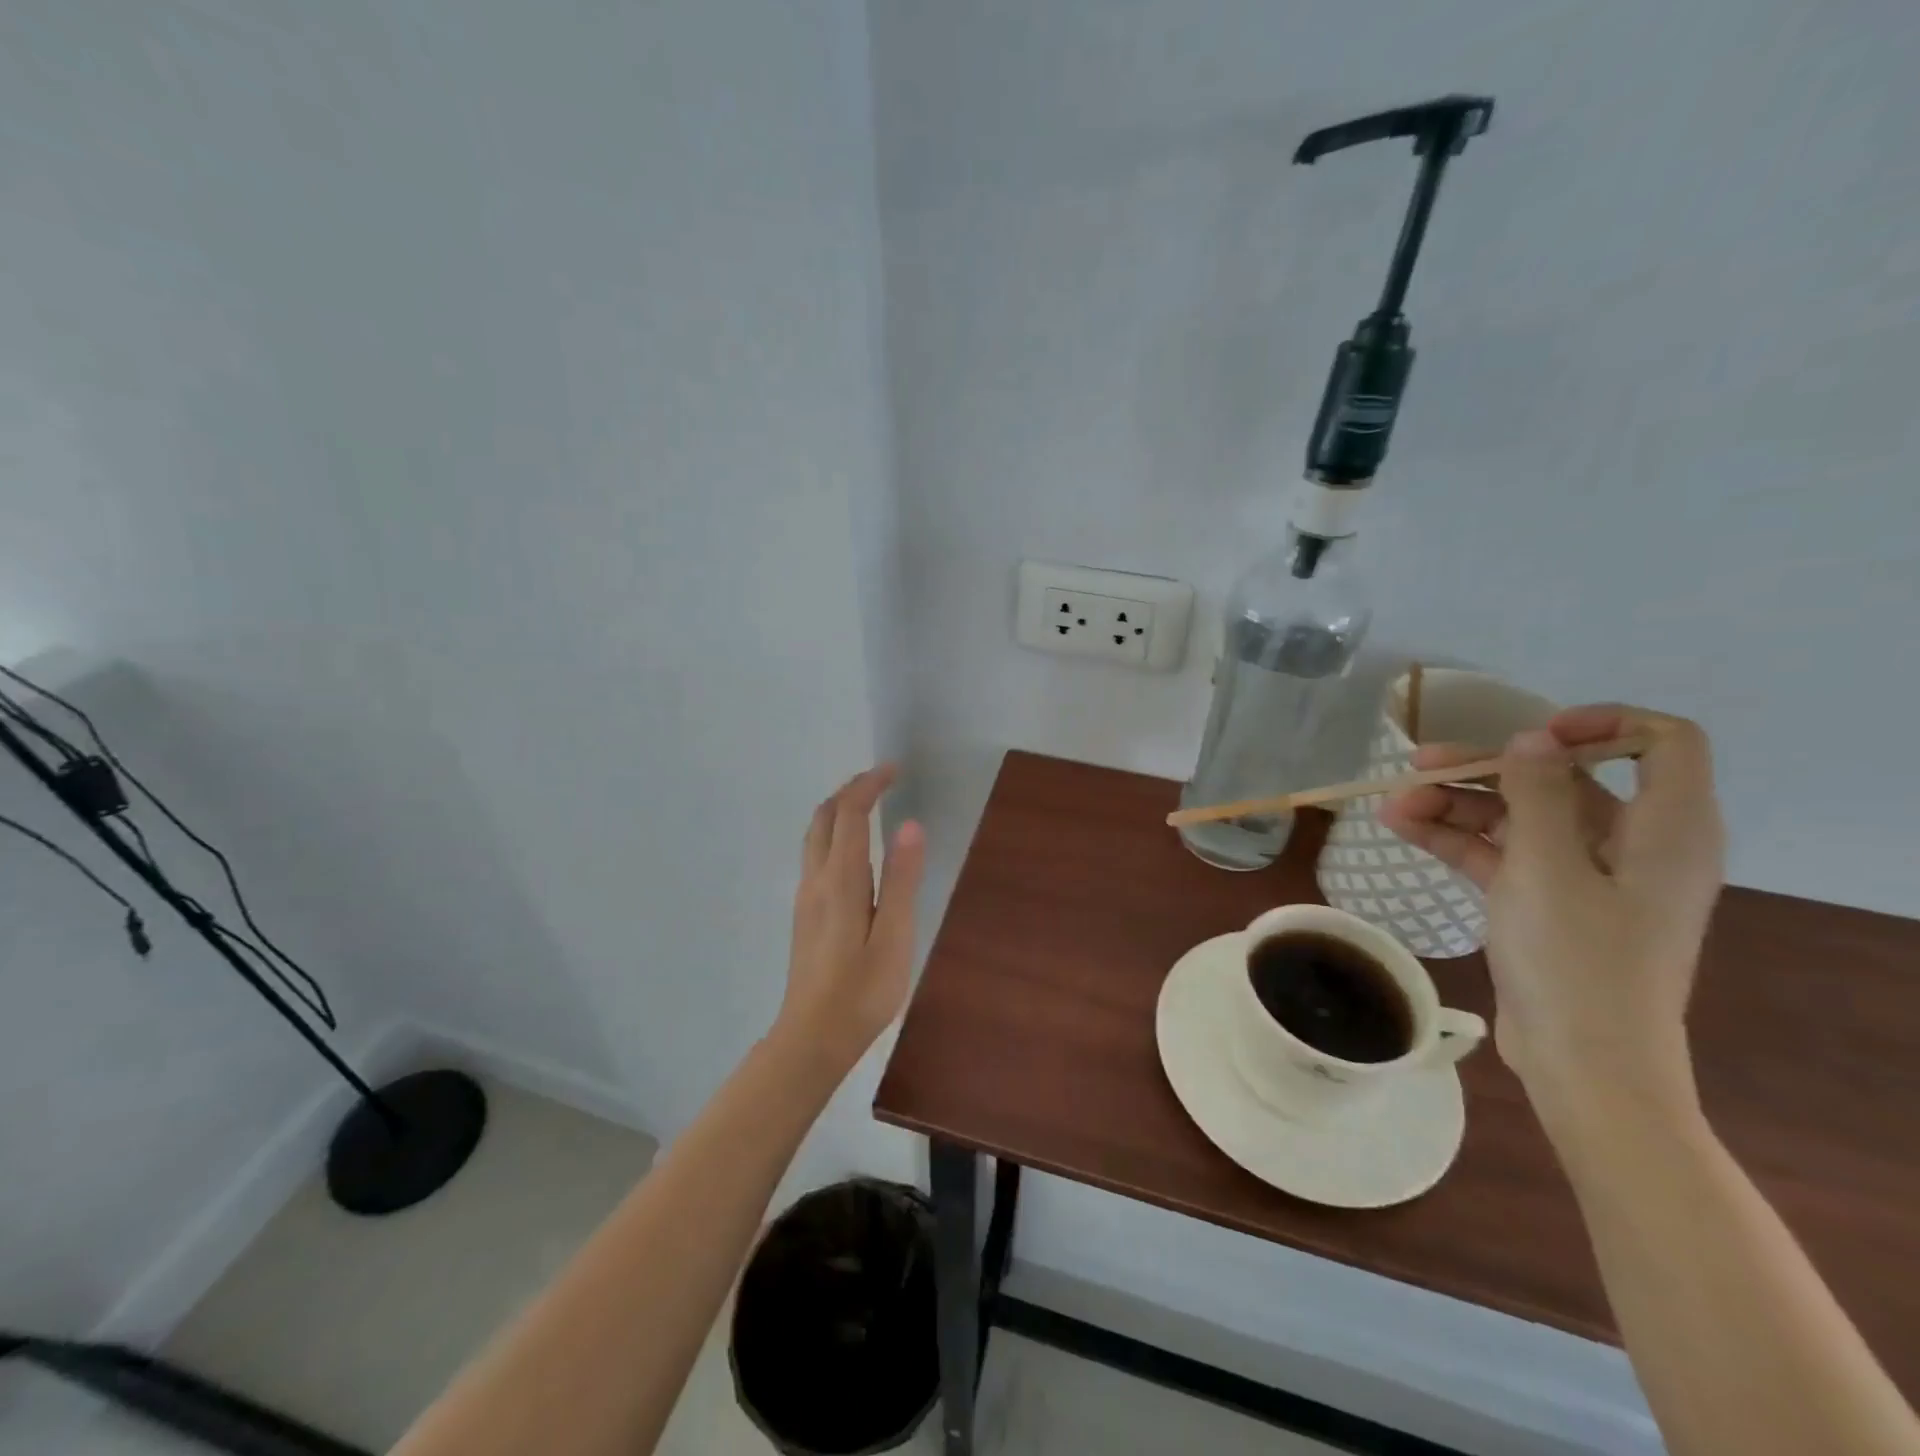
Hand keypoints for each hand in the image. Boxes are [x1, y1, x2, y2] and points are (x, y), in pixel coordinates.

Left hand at [776, 765, 925, 1074]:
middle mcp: (816, 879)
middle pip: (824, 817)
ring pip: (815, 835)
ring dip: (838, 810)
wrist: (812, 1037)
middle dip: (850, 791)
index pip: (849, 814)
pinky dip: (833, 832)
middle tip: (881, 781)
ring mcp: (806, 897)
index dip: (869, 786)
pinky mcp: (805, 913)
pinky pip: (815, 854)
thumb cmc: (862, 991)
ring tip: (868, 806)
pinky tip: (852, 850)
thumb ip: (901, 879)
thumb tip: (909, 825)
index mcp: (840, 880)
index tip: (893, 769)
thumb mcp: (894, 936)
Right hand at [1379, 705, 1724, 1107]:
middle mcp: (1632, 844)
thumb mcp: (1548, 868)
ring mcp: (1587, 876)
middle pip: (1562, 780)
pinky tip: (1404, 830)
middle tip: (1419, 765)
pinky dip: (1458, 839)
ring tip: (1392, 806)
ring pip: (1520, 817)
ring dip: (1457, 806)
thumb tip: (1532, 738)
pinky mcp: (1549, 903)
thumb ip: (1538, 794)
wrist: (1585, 1064)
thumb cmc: (1578, 961)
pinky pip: (1503, 854)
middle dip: (1486, 769)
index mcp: (1665, 829)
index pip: (1661, 744)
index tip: (1532, 735)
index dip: (1600, 723)